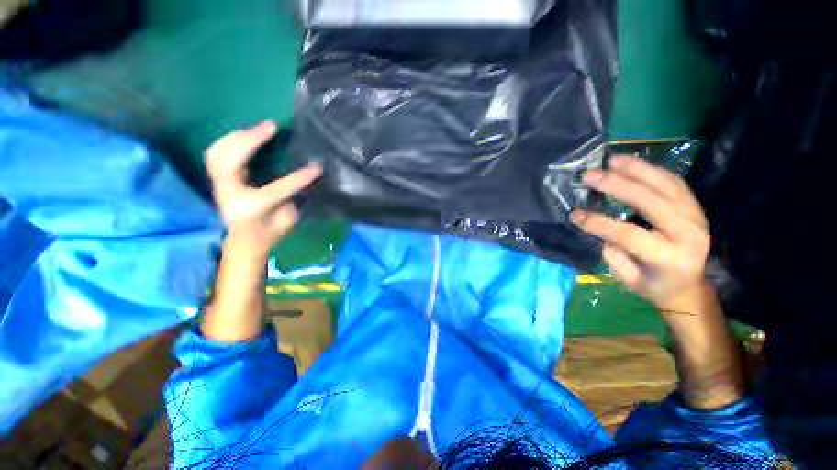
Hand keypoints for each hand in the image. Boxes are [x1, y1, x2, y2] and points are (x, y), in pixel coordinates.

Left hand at [205, 121, 321, 258]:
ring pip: (218, 152)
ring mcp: (219, 186)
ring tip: (258, 129)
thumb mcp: (287, 221)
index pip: (277, 188)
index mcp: (251, 207)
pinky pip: (215, 154)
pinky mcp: (217, 180)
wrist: (242, 243)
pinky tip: (242, 137)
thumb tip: (304, 181)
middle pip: (232, 158)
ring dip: (237, 136)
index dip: (300, 178)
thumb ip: (293, 200)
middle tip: (271, 126)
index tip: (317, 168)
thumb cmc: (268, 234)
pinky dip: (228, 142)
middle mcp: (229, 193)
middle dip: (252, 139)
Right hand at [572, 155, 709, 313]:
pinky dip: (652, 170)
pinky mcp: (695, 207)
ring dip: (637, 170)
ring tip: (611, 160)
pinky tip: (632, 164)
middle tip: (590, 175)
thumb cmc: (654, 286)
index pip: (629, 234)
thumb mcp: (629, 279)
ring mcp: (696, 216)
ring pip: (666, 185)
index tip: (575, 215)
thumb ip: (615, 254)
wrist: (689, 286)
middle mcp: (688, 233)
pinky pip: (674, 183)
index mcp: (669, 257)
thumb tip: (599, 229)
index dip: (600, 223)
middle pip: (651, 202)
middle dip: (617, 185)